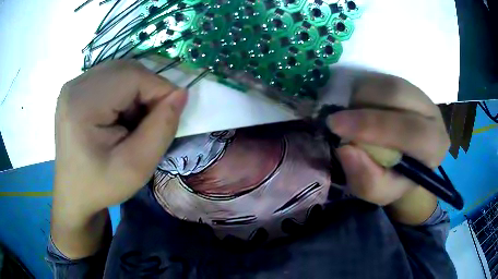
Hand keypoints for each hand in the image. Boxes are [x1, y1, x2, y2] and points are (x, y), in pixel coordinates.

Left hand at [52, 60, 186, 256]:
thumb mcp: (137, 167)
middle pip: (127, 70)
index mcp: (83, 104)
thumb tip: (181, 93)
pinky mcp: (76, 89)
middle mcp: (75, 85)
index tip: (166, 118)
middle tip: (148, 123)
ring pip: (121, 72)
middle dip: (147, 91)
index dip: (159, 91)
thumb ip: (162, 128)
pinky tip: (118, 117)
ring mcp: (74, 85)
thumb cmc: (101, 186)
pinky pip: (110, 78)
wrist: (73, 193)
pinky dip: (123, 93)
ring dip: (136, 93)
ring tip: (130, 123)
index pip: (133, 76)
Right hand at [327, 73, 449, 222]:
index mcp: (434, 147)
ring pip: (386, 83)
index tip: (336, 126)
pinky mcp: (407, 85)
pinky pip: (380, 79)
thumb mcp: (379, 192)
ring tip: (354, 120)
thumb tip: (345, 149)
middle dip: (363, 107)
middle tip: (337, 121)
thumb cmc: (394, 179)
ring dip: (361, 98)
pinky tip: (362, 110)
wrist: (405, 162)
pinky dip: (363, 92)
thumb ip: (367, 179)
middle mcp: (433, 114)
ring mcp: (420, 95)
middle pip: (397, 95)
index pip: (410, 130)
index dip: (373, 126)